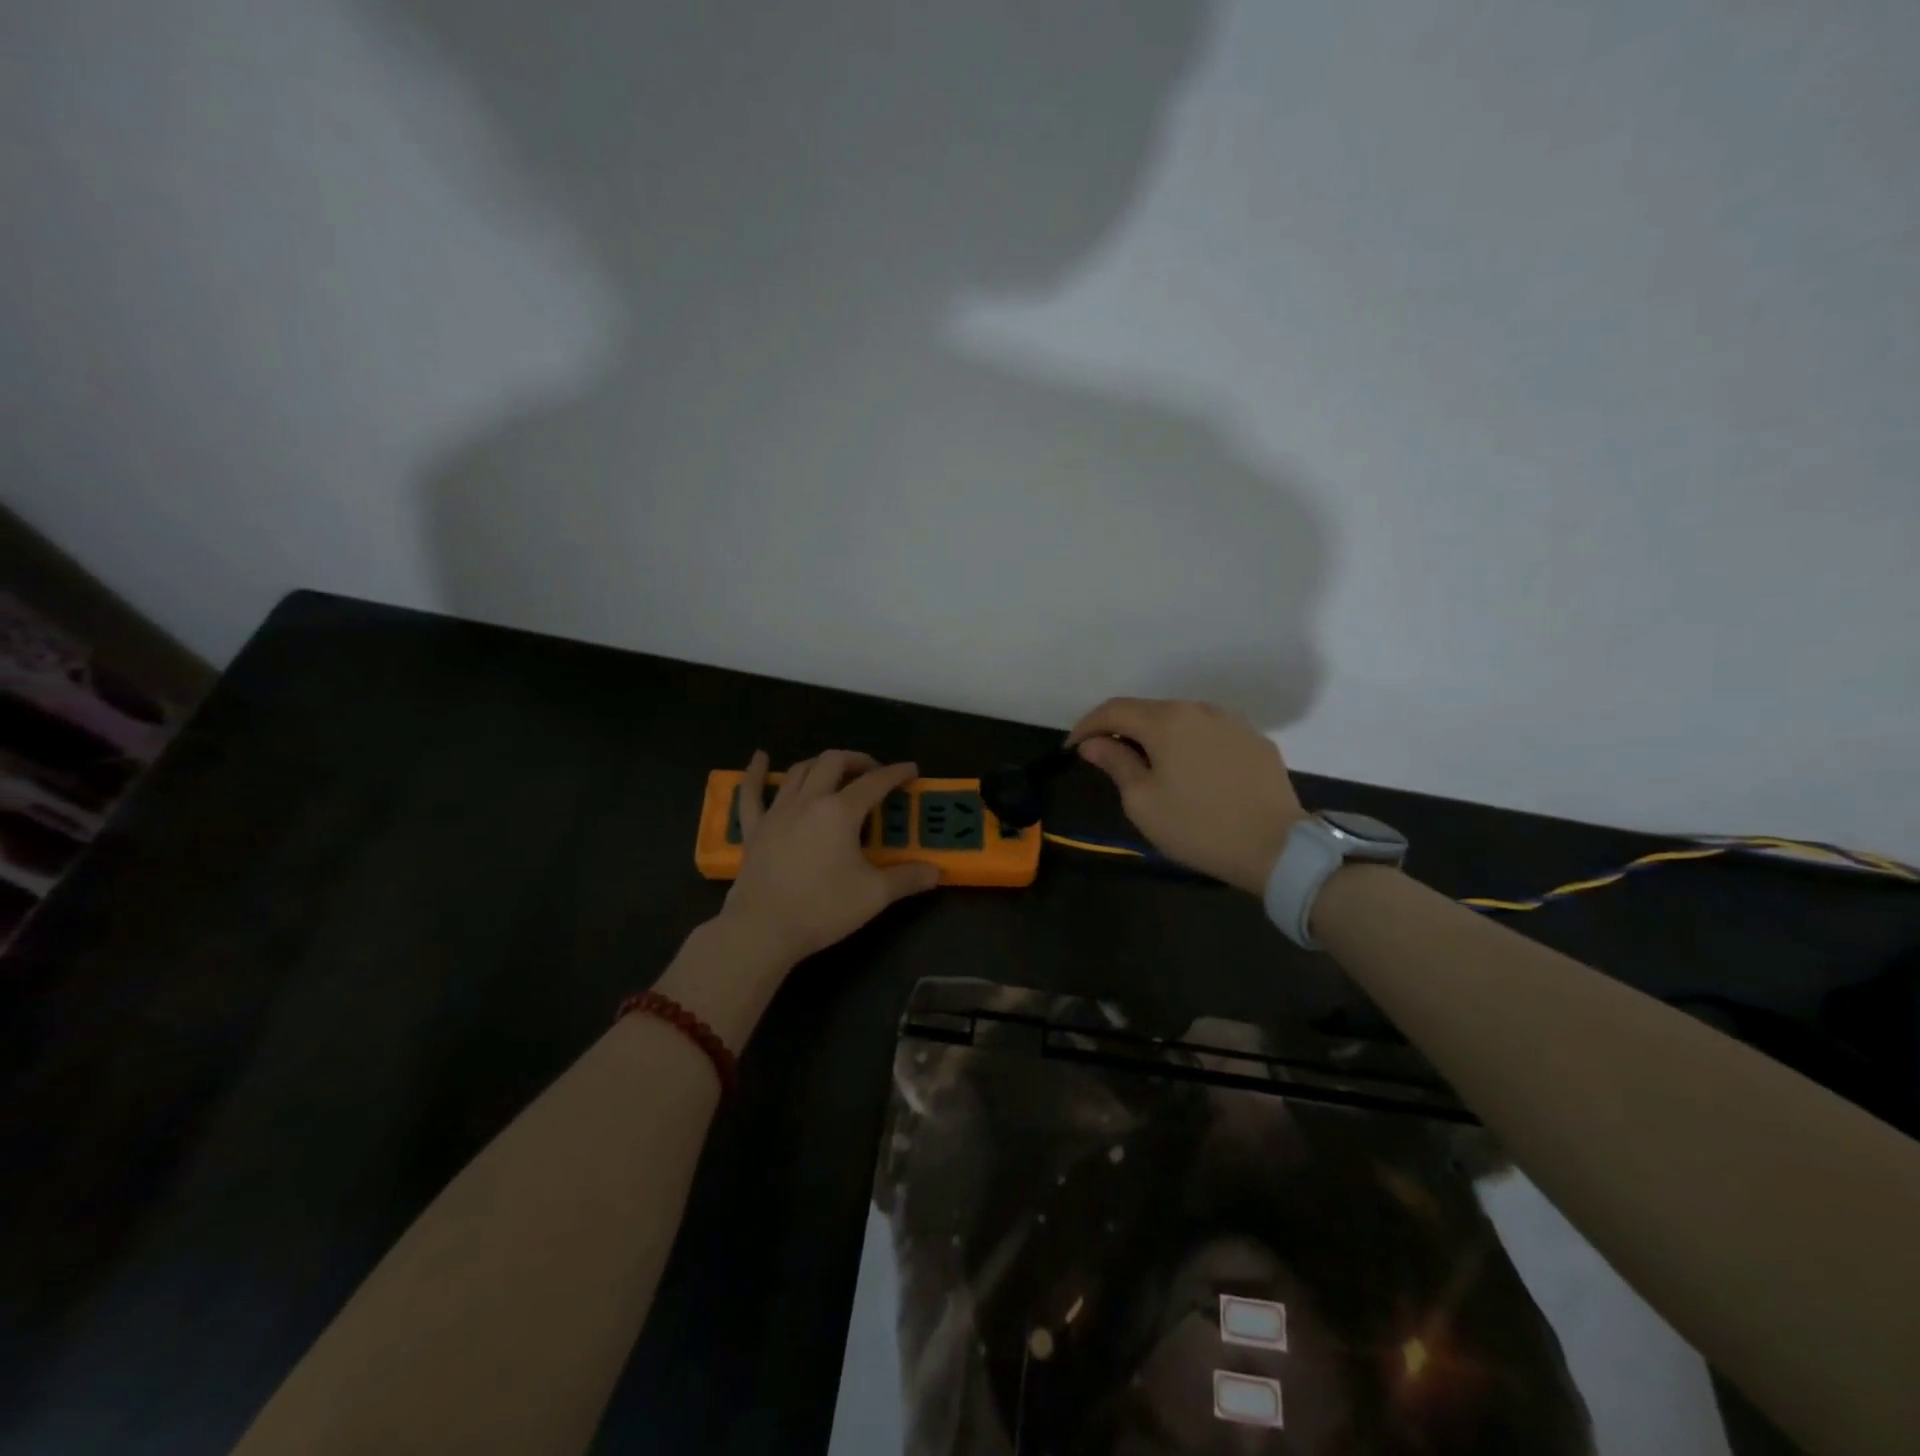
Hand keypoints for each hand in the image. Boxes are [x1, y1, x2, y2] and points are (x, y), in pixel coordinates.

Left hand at [719, 749, 940, 966]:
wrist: (763, 929)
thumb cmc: (823, 909)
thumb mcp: (874, 895)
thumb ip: (907, 879)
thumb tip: (936, 872)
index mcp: (840, 812)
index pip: (874, 782)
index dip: (896, 773)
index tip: (911, 770)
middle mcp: (808, 801)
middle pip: (833, 763)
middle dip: (857, 760)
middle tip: (873, 772)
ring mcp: (777, 812)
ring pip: (799, 771)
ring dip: (820, 764)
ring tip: (834, 770)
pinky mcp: (754, 829)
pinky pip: (751, 793)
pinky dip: (756, 773)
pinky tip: (761, 757)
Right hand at [1067, 698, 1305, 894]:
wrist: (1277, 847)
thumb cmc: (1198, 826)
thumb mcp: (1142, 801)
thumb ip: (1115, 763)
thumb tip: (1093, 743)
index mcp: (1166, 721)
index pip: (1113, 710)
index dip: (1086, 726)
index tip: (1072, 749)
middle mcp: (1199, 709)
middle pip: (1147, 710)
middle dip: (1121, 730)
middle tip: (1105, 758)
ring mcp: (1232, 722)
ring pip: (1181, 720)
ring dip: (1156, 736)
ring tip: (1148, 766)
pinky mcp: (1255, 740)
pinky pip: (1209, 734)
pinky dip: (1188, 745)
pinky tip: (1190, 772)